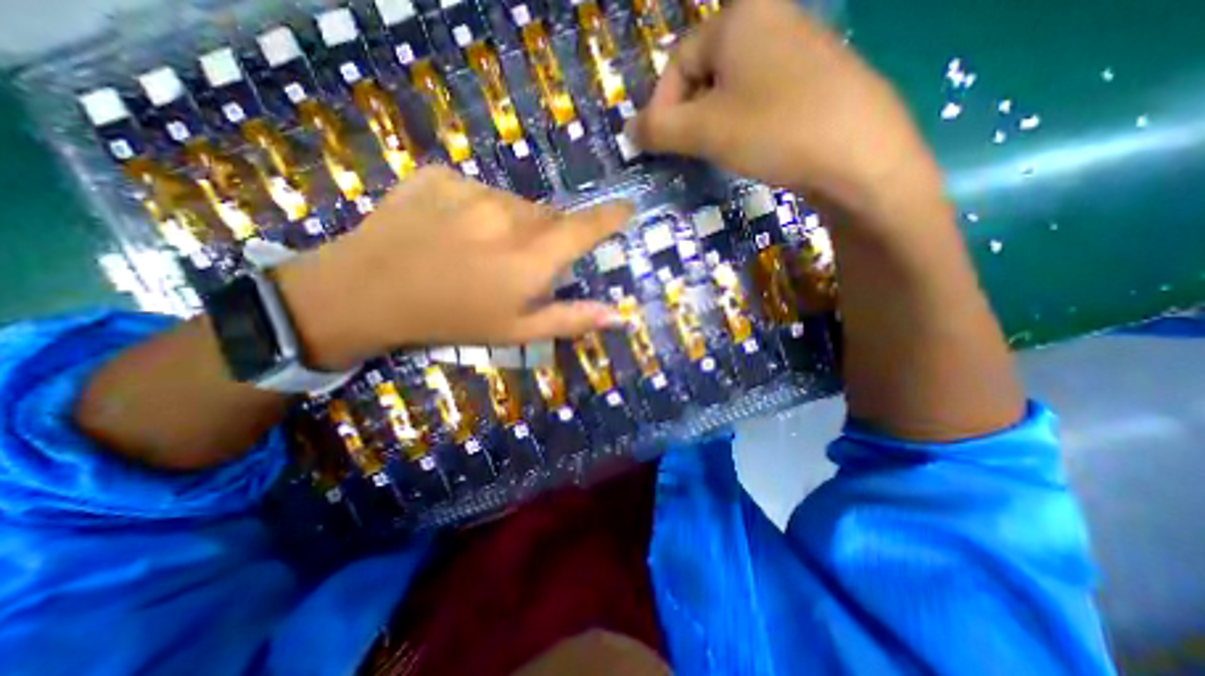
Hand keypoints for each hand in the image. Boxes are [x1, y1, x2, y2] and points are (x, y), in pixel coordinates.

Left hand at [275, 166, 627, 370]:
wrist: (366, 293)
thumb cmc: (451, 320)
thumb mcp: (516, 330)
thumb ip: (571, 319)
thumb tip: (619, 314)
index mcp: (530, 257)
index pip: (585, 228)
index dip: (611, 217)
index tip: (626, 209)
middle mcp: (508, 216)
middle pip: (549, 216)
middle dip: (548, 236)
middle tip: (523, 261)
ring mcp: (471, 191)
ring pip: (514, 202)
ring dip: (512, 223)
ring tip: (482, 249)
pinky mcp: (439, 176)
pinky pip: (476, 190)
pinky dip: (477, 208)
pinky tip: (452, 230)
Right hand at [625, 1, 946, 219]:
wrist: (859, 154)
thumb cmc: (773, 130)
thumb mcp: (704, 132)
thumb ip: (659, 129)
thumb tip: (629, 130)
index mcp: (739, 17)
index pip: (677, 62)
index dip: (661, 106)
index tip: (659, 144)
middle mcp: (769, 18)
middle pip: (705, 71)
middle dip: (688, 115)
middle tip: (689, 151)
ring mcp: (797, 45)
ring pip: (732, 86)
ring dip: (714, 121)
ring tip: (719, 151)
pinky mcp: (814, 76)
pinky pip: (760, 94)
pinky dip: (743, 120)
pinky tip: (752, 144)